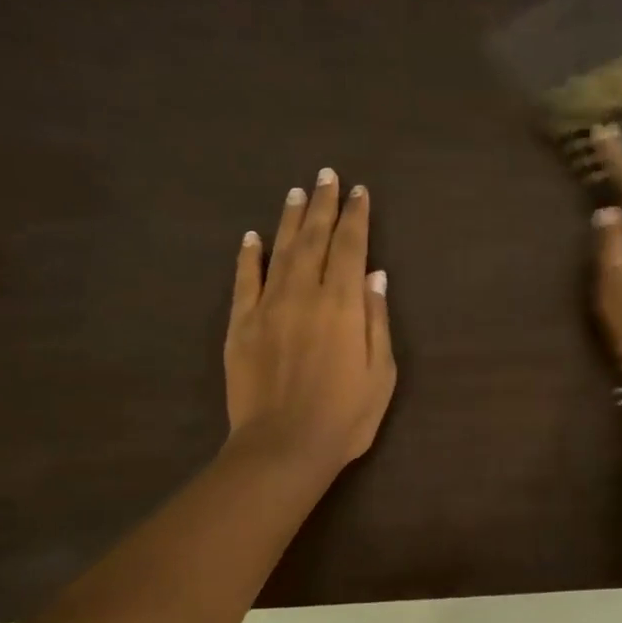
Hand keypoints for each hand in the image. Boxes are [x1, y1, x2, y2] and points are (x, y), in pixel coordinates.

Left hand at [225, 168, 395, 471]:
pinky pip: (244, 281)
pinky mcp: (240, 326)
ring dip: (289, 219)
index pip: (351, 247)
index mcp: (344, 305)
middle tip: (326, 176)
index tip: (359, 192)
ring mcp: (268, 307)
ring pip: (280, 251)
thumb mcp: (382, 374)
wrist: (284, 447)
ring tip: (296, 192)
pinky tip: (251, 236)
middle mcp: (305, 294)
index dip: (356, 217)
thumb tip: (376, 275)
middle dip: (323, 205)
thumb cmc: (345, 417)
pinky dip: (248, 256)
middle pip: (315, 239)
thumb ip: (377, 320)